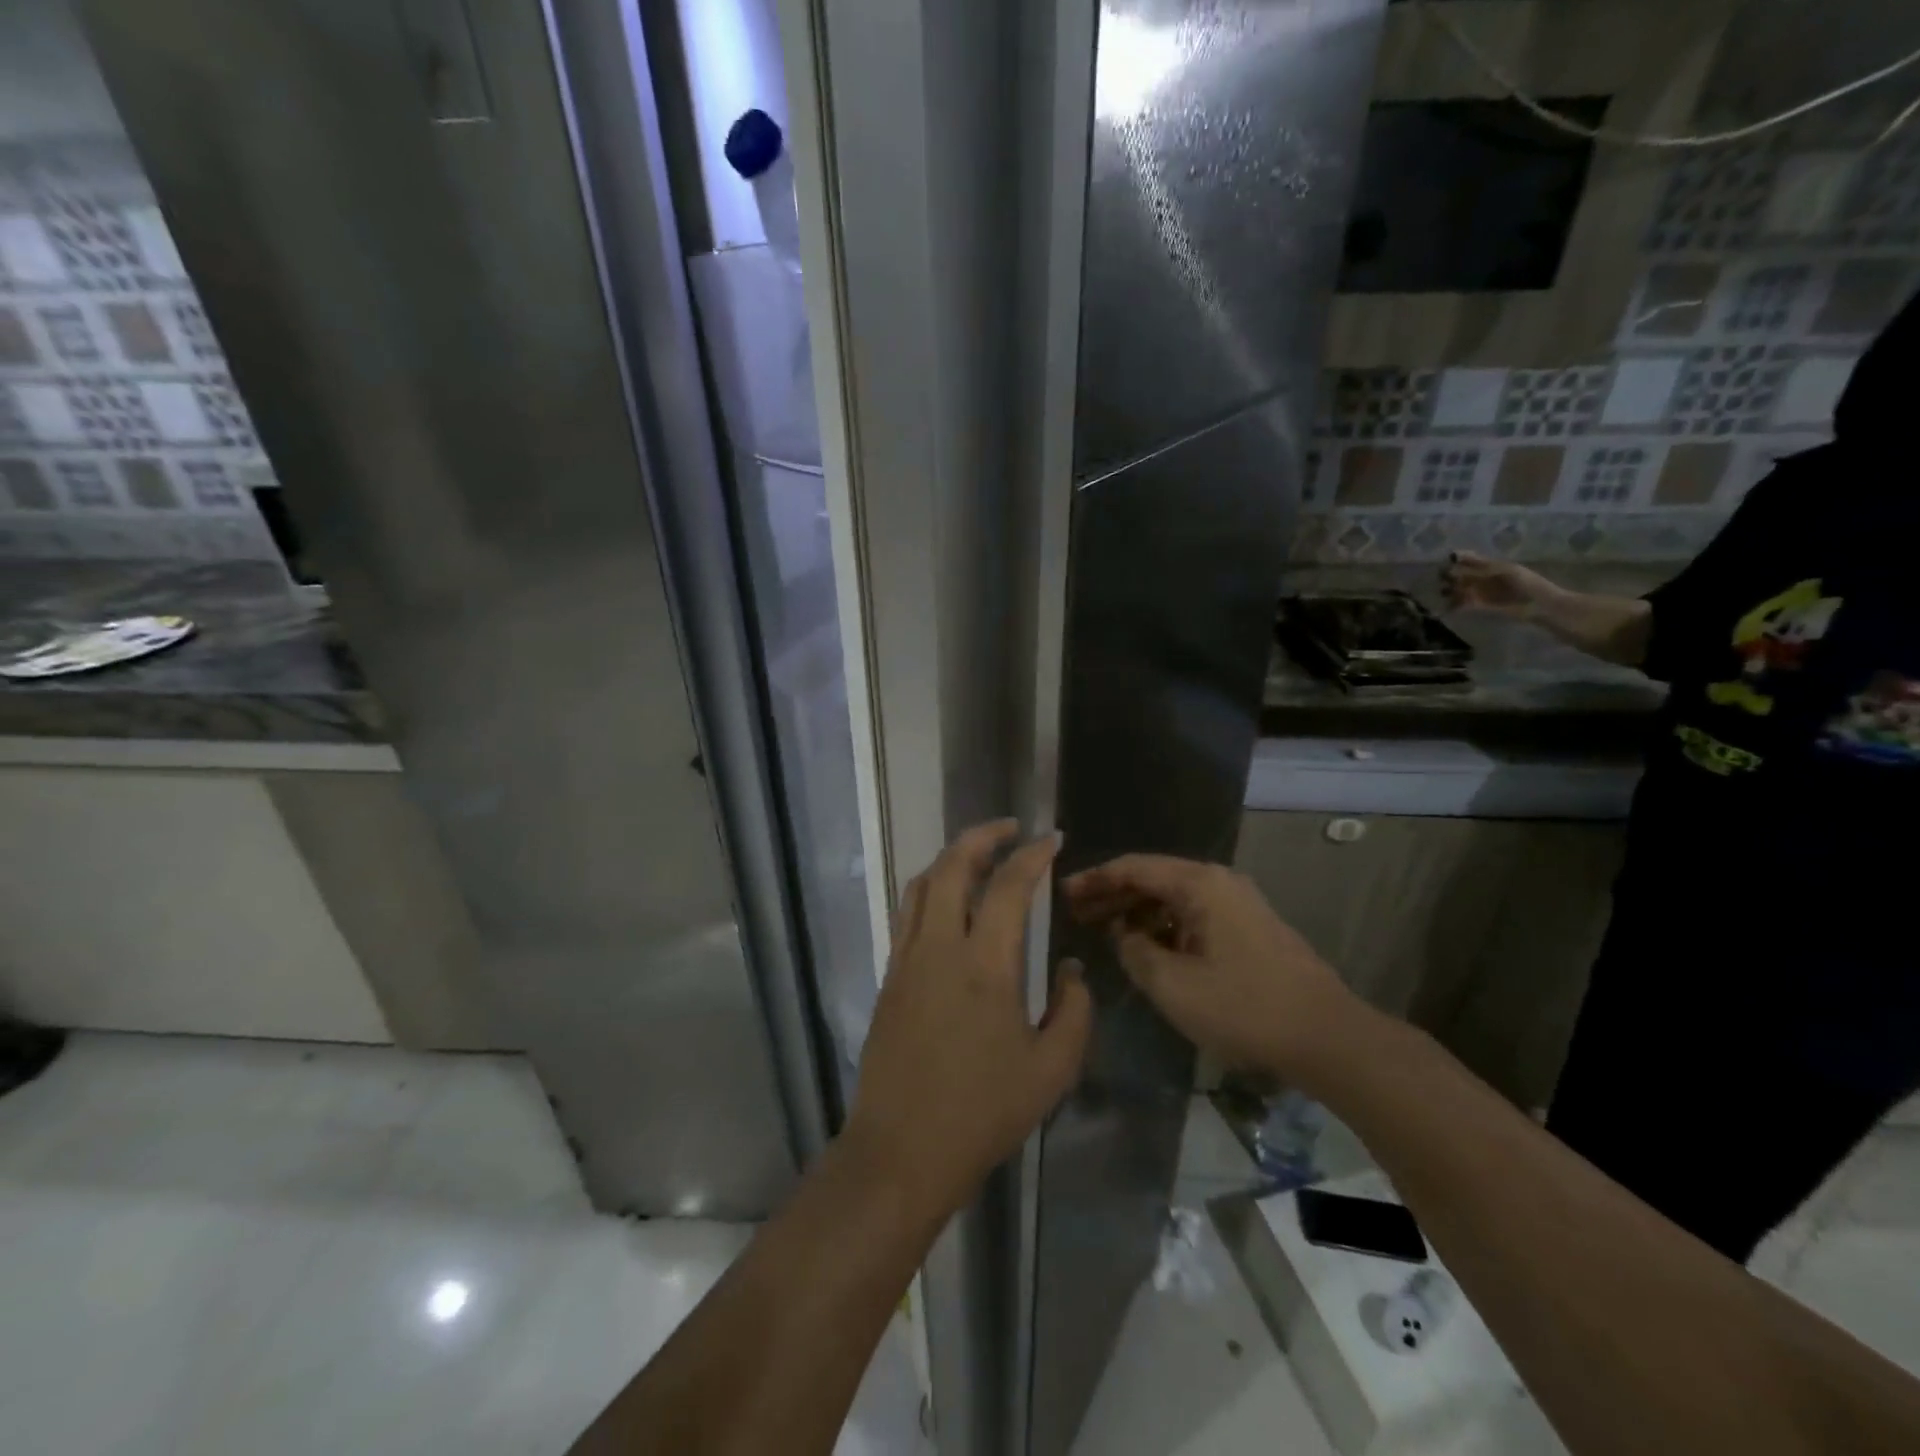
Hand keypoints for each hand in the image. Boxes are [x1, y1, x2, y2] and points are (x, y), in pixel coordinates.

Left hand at [844, 821, 1093, 1219]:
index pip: (1009, 887)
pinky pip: (908, 913)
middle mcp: (940, 947)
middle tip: (1010, 828)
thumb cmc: (982, 1113)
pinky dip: (930, 889)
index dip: (1033, 856)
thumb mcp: (1051, 1070)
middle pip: (952, 866)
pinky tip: (949, 903)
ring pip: (920, 884)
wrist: (901, 1151)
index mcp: (985, 965)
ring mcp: (907, 959)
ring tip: (978, 854)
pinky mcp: (890, 976)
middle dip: (982, 836)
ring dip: (950, 858)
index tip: (1051, 840)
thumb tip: (1070, 969)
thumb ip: (1073, 1012)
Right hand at [1063, 855, 1364, 1084]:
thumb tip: (1124, 934)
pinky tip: (1146, 948)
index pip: (1134, 867)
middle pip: (1153, 878)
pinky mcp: (1248, 928)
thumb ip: (1135, 951)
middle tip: (1076, 912)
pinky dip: (1164, 926)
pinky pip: (1193, 916)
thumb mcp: (1172, 984)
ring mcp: (1237, 904)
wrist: (1327, 1037)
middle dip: (1112, 894)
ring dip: (1137, 912)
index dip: (1095, 879)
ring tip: (1103, 930)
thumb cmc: (1243, 1007)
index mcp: (1199, 884)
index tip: (1063, 893)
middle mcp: (1218, 882)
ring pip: (1173, 898)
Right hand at [1441, 551, 1560, 618]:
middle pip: (1462, 574)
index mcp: (1491, 565)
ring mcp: (1481, 592)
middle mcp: (1483, 578)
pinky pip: (1463, 604)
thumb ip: (1482, 566)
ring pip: (1460, 589)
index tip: (1447, 560)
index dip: (1457, 558)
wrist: (1540, 604)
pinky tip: (1446, 606)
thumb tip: (1457, 559)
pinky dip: (1454, 605)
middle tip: (1440, 578)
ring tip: (1442, 593)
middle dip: (1450, 575)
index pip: (1469, 559)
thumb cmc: (1527, 583)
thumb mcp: (1505, 570)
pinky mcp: (1480, 606)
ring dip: (1450, 591)